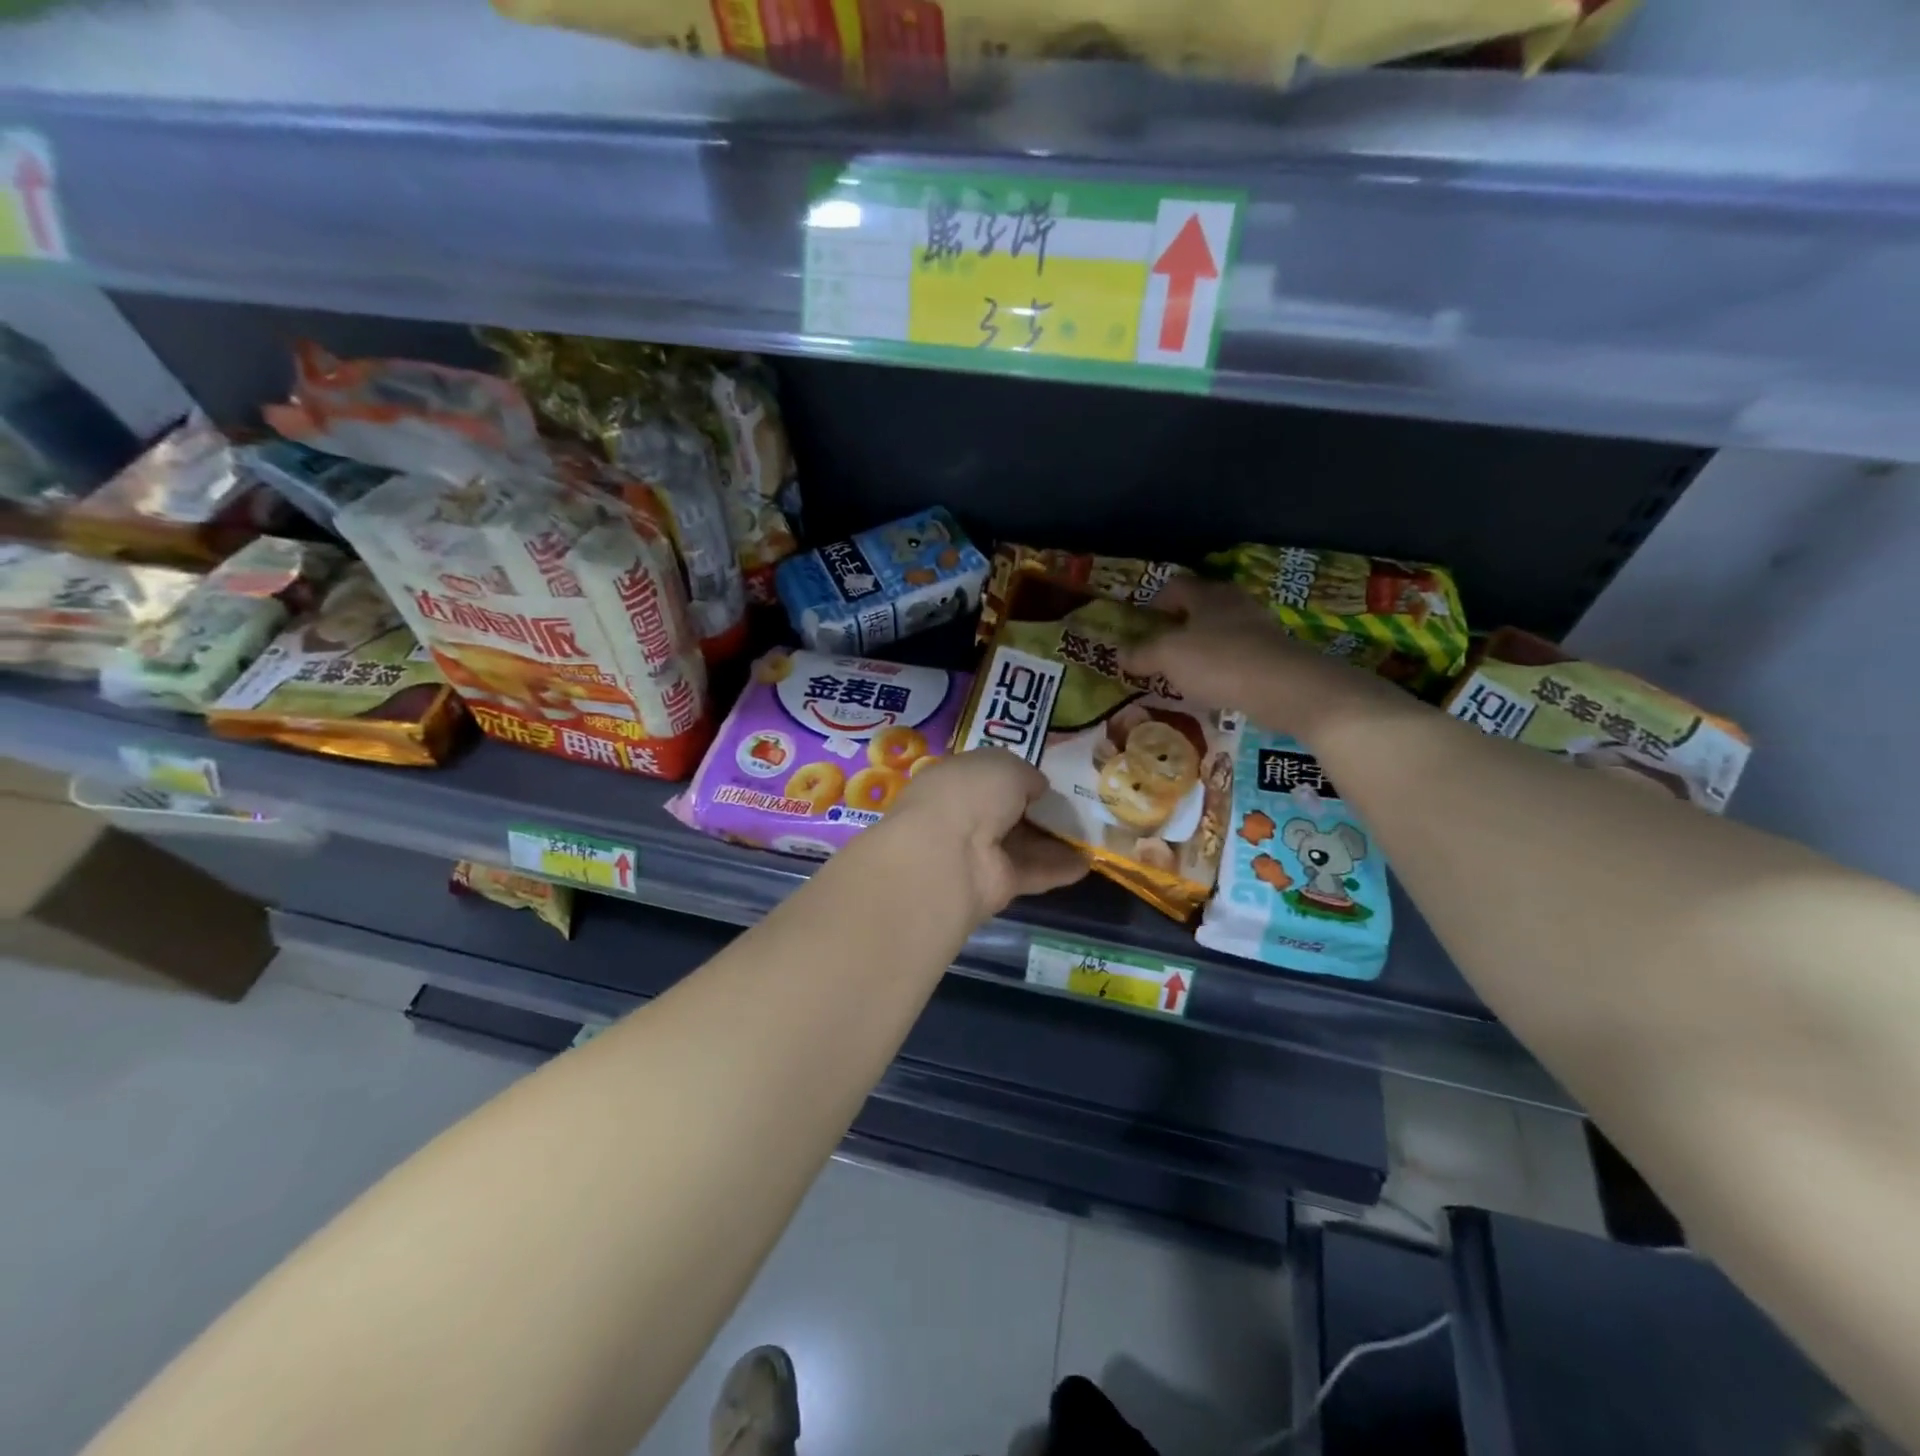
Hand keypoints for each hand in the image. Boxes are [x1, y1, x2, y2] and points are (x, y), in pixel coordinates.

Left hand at [882, 750, 1088, 919]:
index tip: (1048, 776)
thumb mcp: (1005, 765)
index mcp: (956, 779)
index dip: (1016, 775)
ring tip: (1092, 833)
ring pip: (1022, 844)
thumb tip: (1036, 788)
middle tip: (1078, 804)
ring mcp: (979, 853)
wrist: (948, 855)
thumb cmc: (970, 793)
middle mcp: (964, 816)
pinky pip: (1033, 872)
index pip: (988, 776)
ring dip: (1055, 840)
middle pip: (1007, 812)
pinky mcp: (996, 885)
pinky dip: (1059, 868)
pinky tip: (1088, 862)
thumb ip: (1025, 774)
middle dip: (1038, 809)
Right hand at [1123, 576, 1396, 738]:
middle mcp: (1235, 603)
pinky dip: (1224, 665)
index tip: (1144, 621)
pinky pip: (1239, 653)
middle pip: (1202, 605)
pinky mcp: (1274, 653)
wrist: (1286, 687)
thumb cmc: (1219, 662)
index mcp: (1207, 595)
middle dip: (1181, 623)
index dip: (1156, 600)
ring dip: (1203, 645)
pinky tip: (1215, 686)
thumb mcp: (1168, 657)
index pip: (1176, 585)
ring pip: (1222, 629)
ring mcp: (1259, 627)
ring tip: (1186, 670)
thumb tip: (1119, 653)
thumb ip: (1142, 654)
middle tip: (1162, 646)